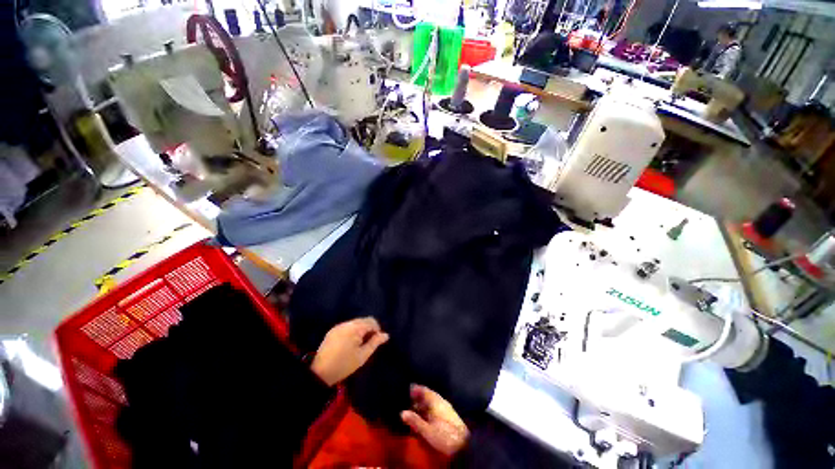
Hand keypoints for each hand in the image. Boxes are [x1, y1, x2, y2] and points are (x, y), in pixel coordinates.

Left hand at [310, 317, 389, 385]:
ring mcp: (338, 326)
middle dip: (369, 329)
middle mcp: (346, 323)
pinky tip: (350, 344)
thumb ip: (375, 343)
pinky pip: (347, 327)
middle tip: (368, 344)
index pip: (371, 321)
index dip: (377, 330)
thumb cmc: (344, 364)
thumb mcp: (362, 355)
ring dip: (360, 330)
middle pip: (363, 320)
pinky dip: (352, 332)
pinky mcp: (332, 331)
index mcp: (355, 327)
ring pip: (355, 323)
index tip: (376, 342)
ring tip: (359, 345)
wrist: (319, 373)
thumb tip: (386, 335)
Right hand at [401, 385, 468, 455]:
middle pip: (427, 396)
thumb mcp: (427, 431)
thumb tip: (402, 412)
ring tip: (412, 408)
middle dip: (418, 397)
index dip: (416, 388)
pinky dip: (428, 409)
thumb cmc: (444, 435)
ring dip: (422, 404)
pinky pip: (435, 408)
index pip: (424, 390)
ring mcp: (445, 408)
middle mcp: (440, 401)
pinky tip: (424, 416)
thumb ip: (415, 421)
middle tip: (406, 399)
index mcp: (436, 401)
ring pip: (431, 402)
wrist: (464, 445)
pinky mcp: (448, 416)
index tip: (407, 388)